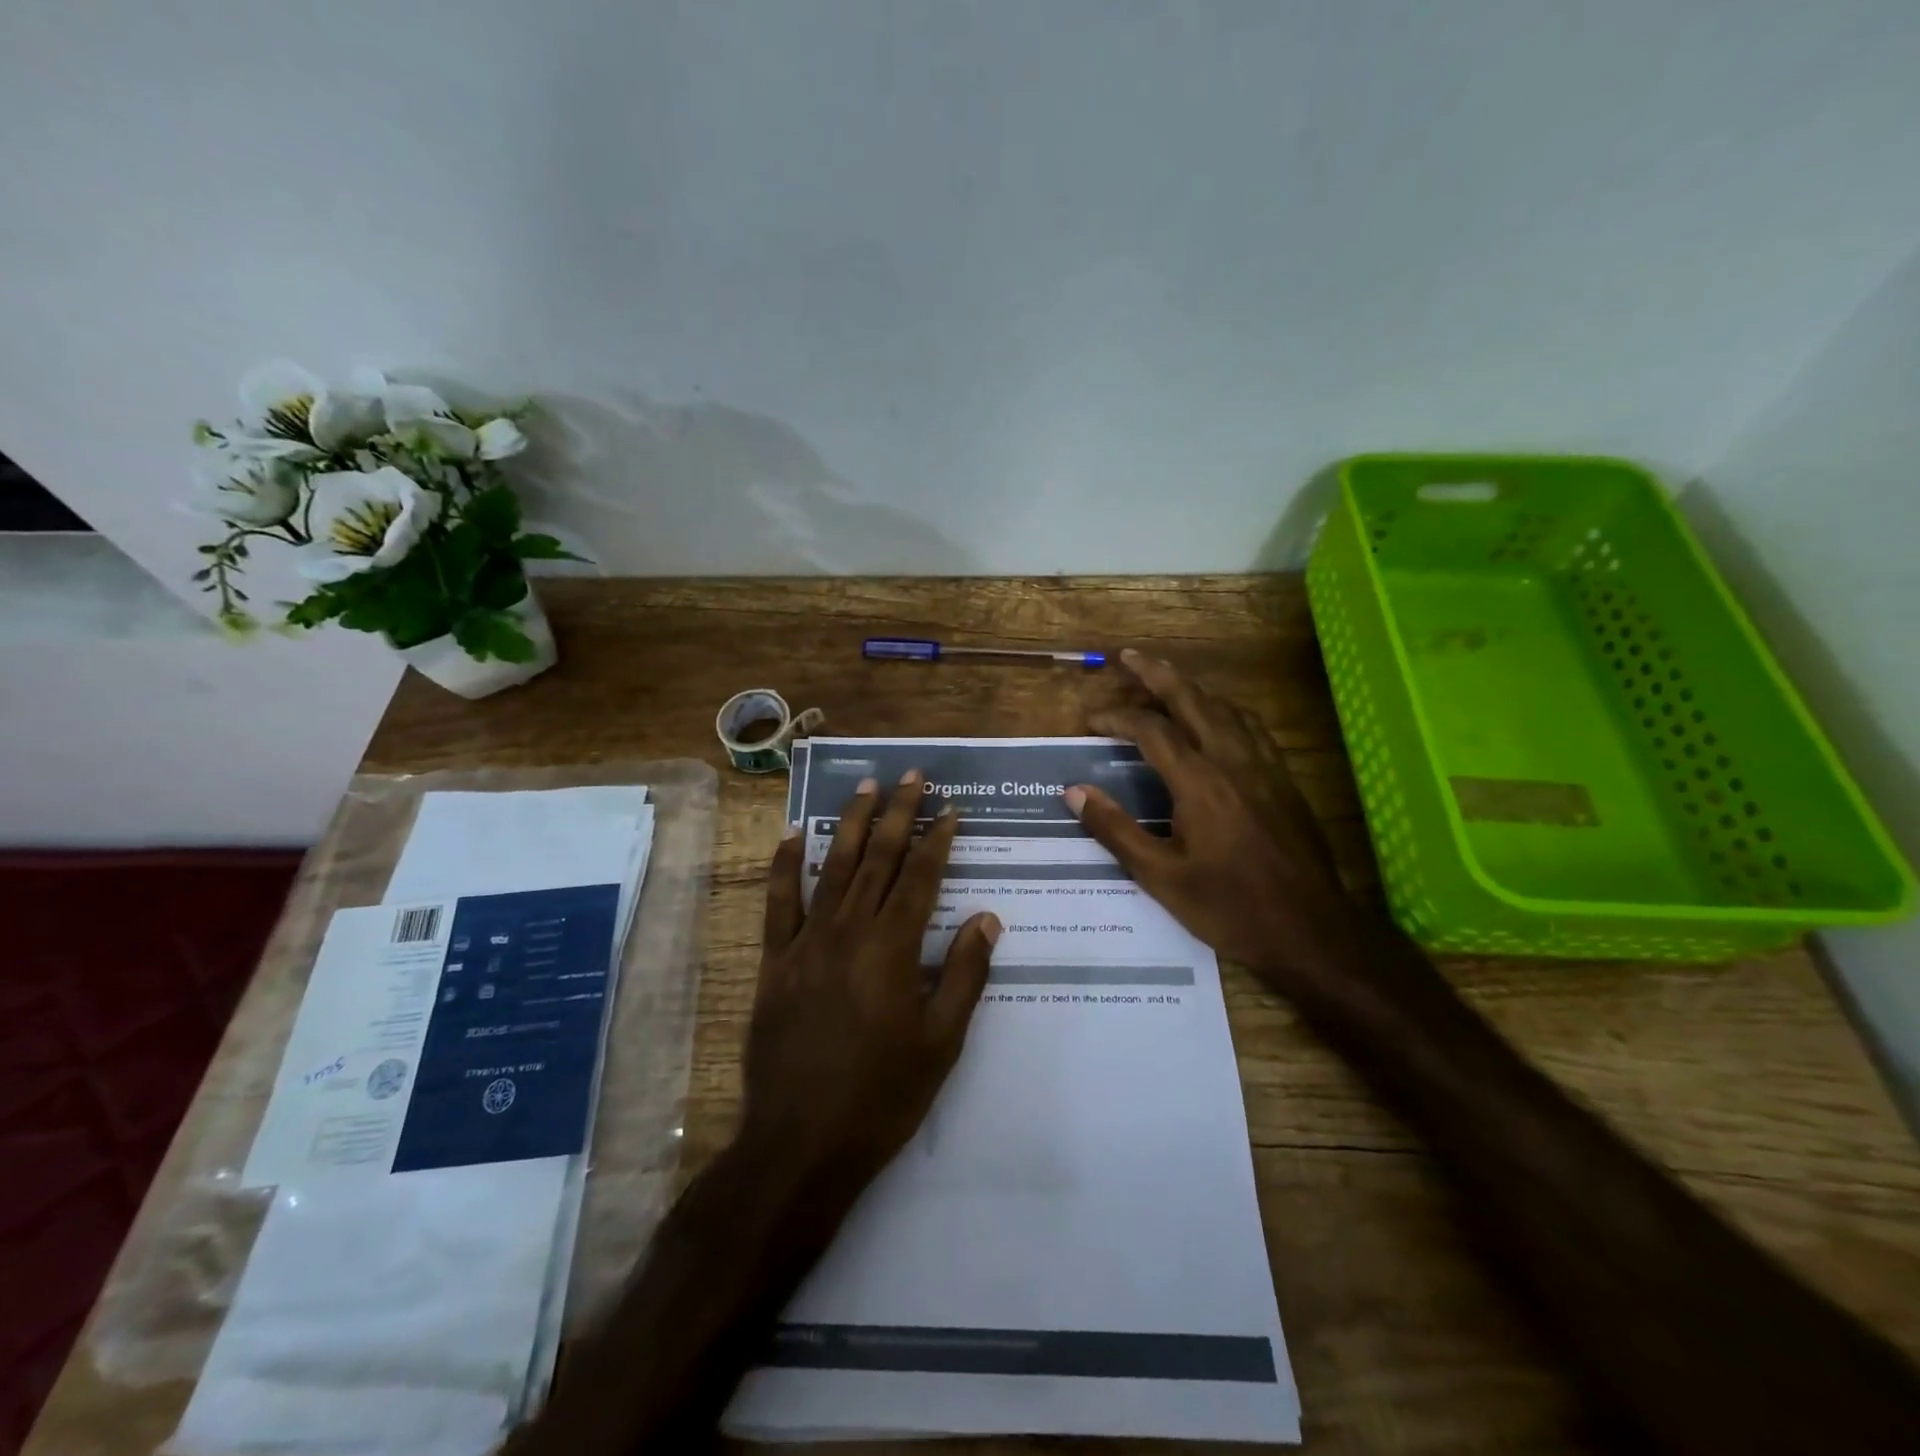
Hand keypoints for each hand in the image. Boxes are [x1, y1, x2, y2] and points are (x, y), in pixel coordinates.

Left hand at [745, 771, 1001, 1184]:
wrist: (801, 1142)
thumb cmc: (882, 1096)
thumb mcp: (942, 1042)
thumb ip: (964, 974)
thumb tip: (986, 917)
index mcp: (894, 948)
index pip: (921, 877)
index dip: (938, 839)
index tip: (950, 809)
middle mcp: (850, 931)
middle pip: (878, 859)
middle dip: (898, 814)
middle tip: (911, 776)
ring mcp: (807, 942)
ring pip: (832, 868)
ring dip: (850, 824)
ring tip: (865, 786)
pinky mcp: (775, 961)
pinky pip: (778, 903)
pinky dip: (785, 866)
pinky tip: (793, 835)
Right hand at [1063, 649, 1361, 997]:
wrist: (1311, 931)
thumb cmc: (1229, 907)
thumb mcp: (1160, 877)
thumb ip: (1116, 829)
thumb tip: (1075, 791)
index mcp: (1200, 782)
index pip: (1151, 730)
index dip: (1117, 717)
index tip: (1090, 720)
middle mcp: (1233, 761)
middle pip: (1193, 700)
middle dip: (1158, 673)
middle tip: (1129, 656)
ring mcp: (1265, 768)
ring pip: (1226, 708)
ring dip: (1193, 688)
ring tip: (1167, 682)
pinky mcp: (1284, 781)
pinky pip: (1251, 727)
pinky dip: (1224, 710)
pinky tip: (1218, 721)